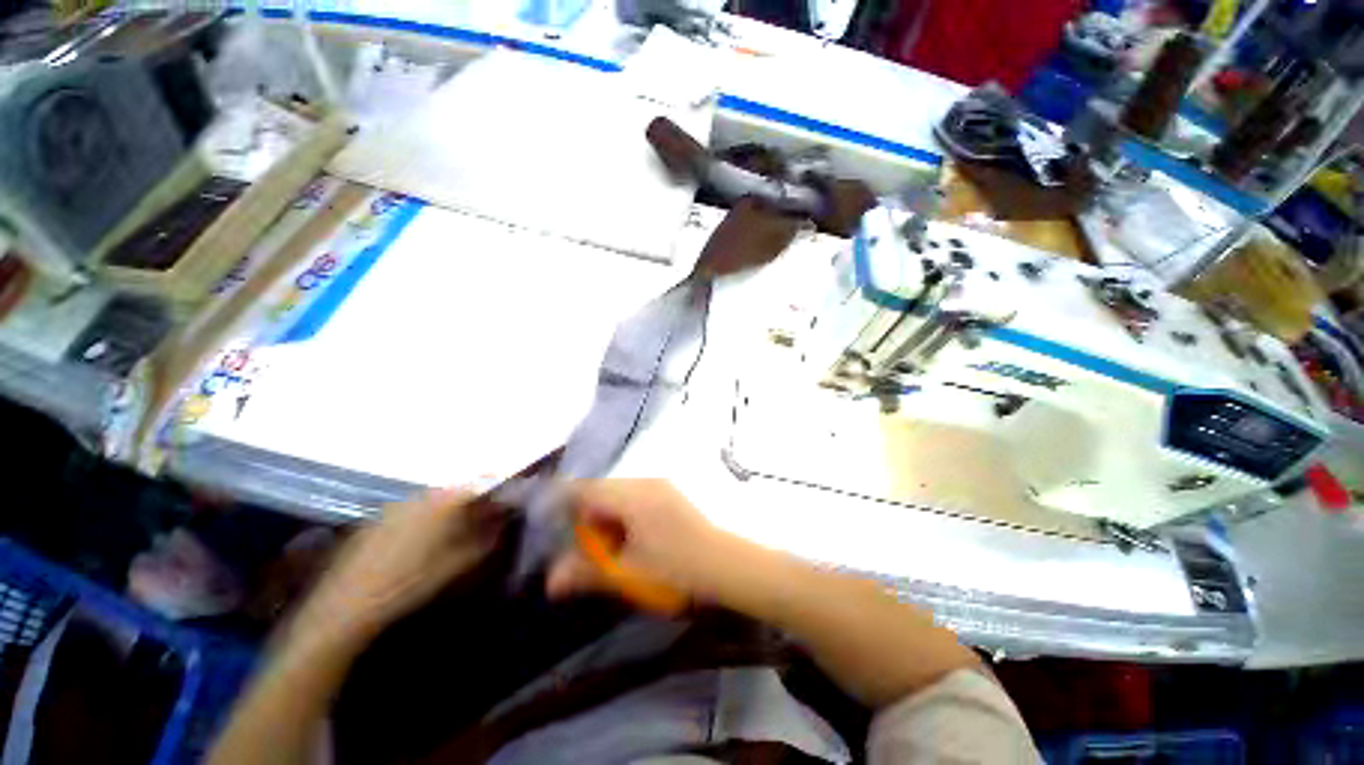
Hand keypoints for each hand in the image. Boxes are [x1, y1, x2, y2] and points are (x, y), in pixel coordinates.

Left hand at [288, 488, 502, 648]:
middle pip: (456, 490)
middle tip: (481, 521)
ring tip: (452, 533)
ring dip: (448, 510)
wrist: (346, 605)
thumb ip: (484, 539)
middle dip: (471, 502)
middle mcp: (420, 496)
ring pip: (433, 499)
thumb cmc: (409, 584)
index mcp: (443, 502)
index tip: (506, 503)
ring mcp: (395, 505)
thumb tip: (502, 522)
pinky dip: (424, 518)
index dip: (495, 491)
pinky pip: (411, 509)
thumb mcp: (456, 565)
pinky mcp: (376, 518)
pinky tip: (419, 543)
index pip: (479, 484)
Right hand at [546, 479, 752, 605]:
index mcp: (631, 497)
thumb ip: (587, 573)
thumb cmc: (676, 569)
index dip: (564, 504)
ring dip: (606, 513)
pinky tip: (632, 537)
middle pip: (600, 489)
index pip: (585, 489)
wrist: (725, 563)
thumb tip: (550, 580)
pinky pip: (635, 494)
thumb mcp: (629, 573)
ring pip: (618, 491)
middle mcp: (644, 482)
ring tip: (610, 545)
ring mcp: (659, 484)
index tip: (555, 527)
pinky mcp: (669, 492)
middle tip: (587, 546)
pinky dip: (623, 512)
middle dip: (587, 514)